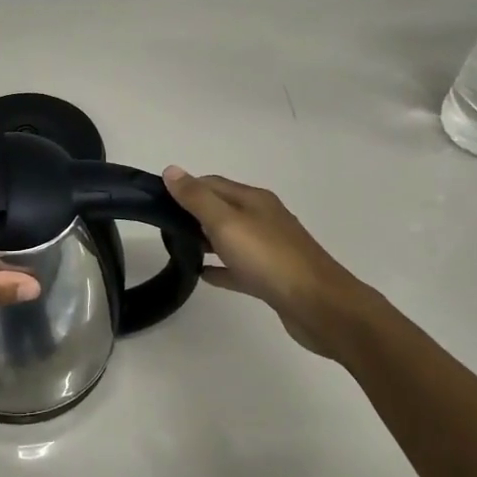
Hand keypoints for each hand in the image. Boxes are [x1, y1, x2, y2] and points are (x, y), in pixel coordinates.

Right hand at [162, 166, 368, 360]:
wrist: (319, 305)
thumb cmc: (269, 258)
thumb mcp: (226, 222)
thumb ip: (197, 198)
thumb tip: (171, 170)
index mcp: (253, 200)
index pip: (212, 183)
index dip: (185, 188)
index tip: (157, 201)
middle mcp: (262, 218)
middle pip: (221, 208)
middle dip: (192, 212)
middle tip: (162, 225)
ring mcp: (269, 249)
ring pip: (230, 237)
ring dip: (205, 238)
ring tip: (176, 247)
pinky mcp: (271, 277)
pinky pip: (238, 267)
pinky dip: (220, 267)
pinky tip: (203, 275)